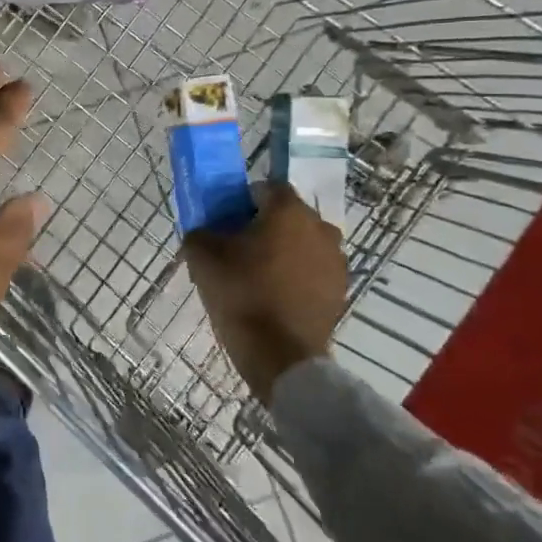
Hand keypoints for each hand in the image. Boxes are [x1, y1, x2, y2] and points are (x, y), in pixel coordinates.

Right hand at [183, 184, 346, 401]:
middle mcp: (321, 228)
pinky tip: (276, 296)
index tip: (227, 222)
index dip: (243, 201)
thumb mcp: (202, 256)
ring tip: (258, 275)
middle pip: (288, 216)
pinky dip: (297, 276)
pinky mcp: (340, 290)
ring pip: (303, 244)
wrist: (280, 354)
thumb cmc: (241, 293)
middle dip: (265, 226)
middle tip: (238, 249)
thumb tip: (206, 230)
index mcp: (289, 211)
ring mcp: (336, 261)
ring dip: (284, 251)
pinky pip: (313, 271)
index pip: (266, 188)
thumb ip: (201, 231)